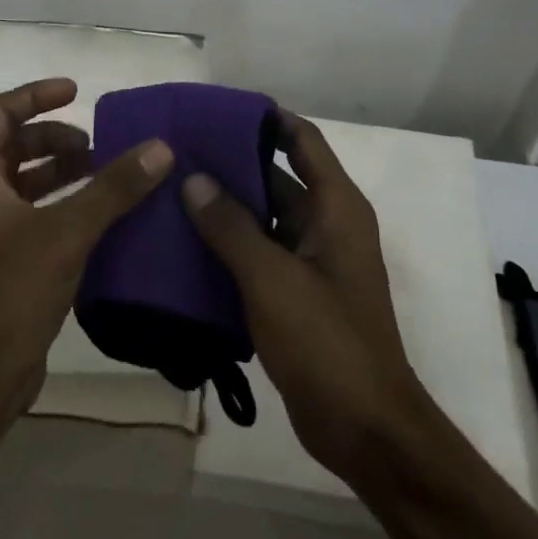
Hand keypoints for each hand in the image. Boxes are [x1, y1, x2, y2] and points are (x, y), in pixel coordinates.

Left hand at [0, 77, 172, 419]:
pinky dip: (67, 205)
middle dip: (57, 138)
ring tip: (108, 175)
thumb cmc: (8, 294)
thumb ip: (112, 188)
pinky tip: (103, 217)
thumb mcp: (65, 233)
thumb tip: (160, 147)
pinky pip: (37, 215)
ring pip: (27, 182)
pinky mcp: (6, 262)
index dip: (36, 95)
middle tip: (100, 147)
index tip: (77, 92)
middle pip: (14, 146)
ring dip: (65, 172)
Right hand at [183, 112, 428, 482]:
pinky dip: (229, 244)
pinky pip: (259, 253)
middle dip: (232, 163)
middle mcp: (327, 225)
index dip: (266, 118)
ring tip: (172, 189)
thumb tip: (193, 179)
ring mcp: (312, 261)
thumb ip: (230, 226)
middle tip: (178, 151)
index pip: (302, 140)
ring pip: (264, 217)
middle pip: (277, 176)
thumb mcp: (272, 279)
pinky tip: (185, 243)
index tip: (218, 109)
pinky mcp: (297, 294)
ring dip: (226, 206)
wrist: (365, 429)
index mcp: (335, 207)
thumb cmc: (326, 342)